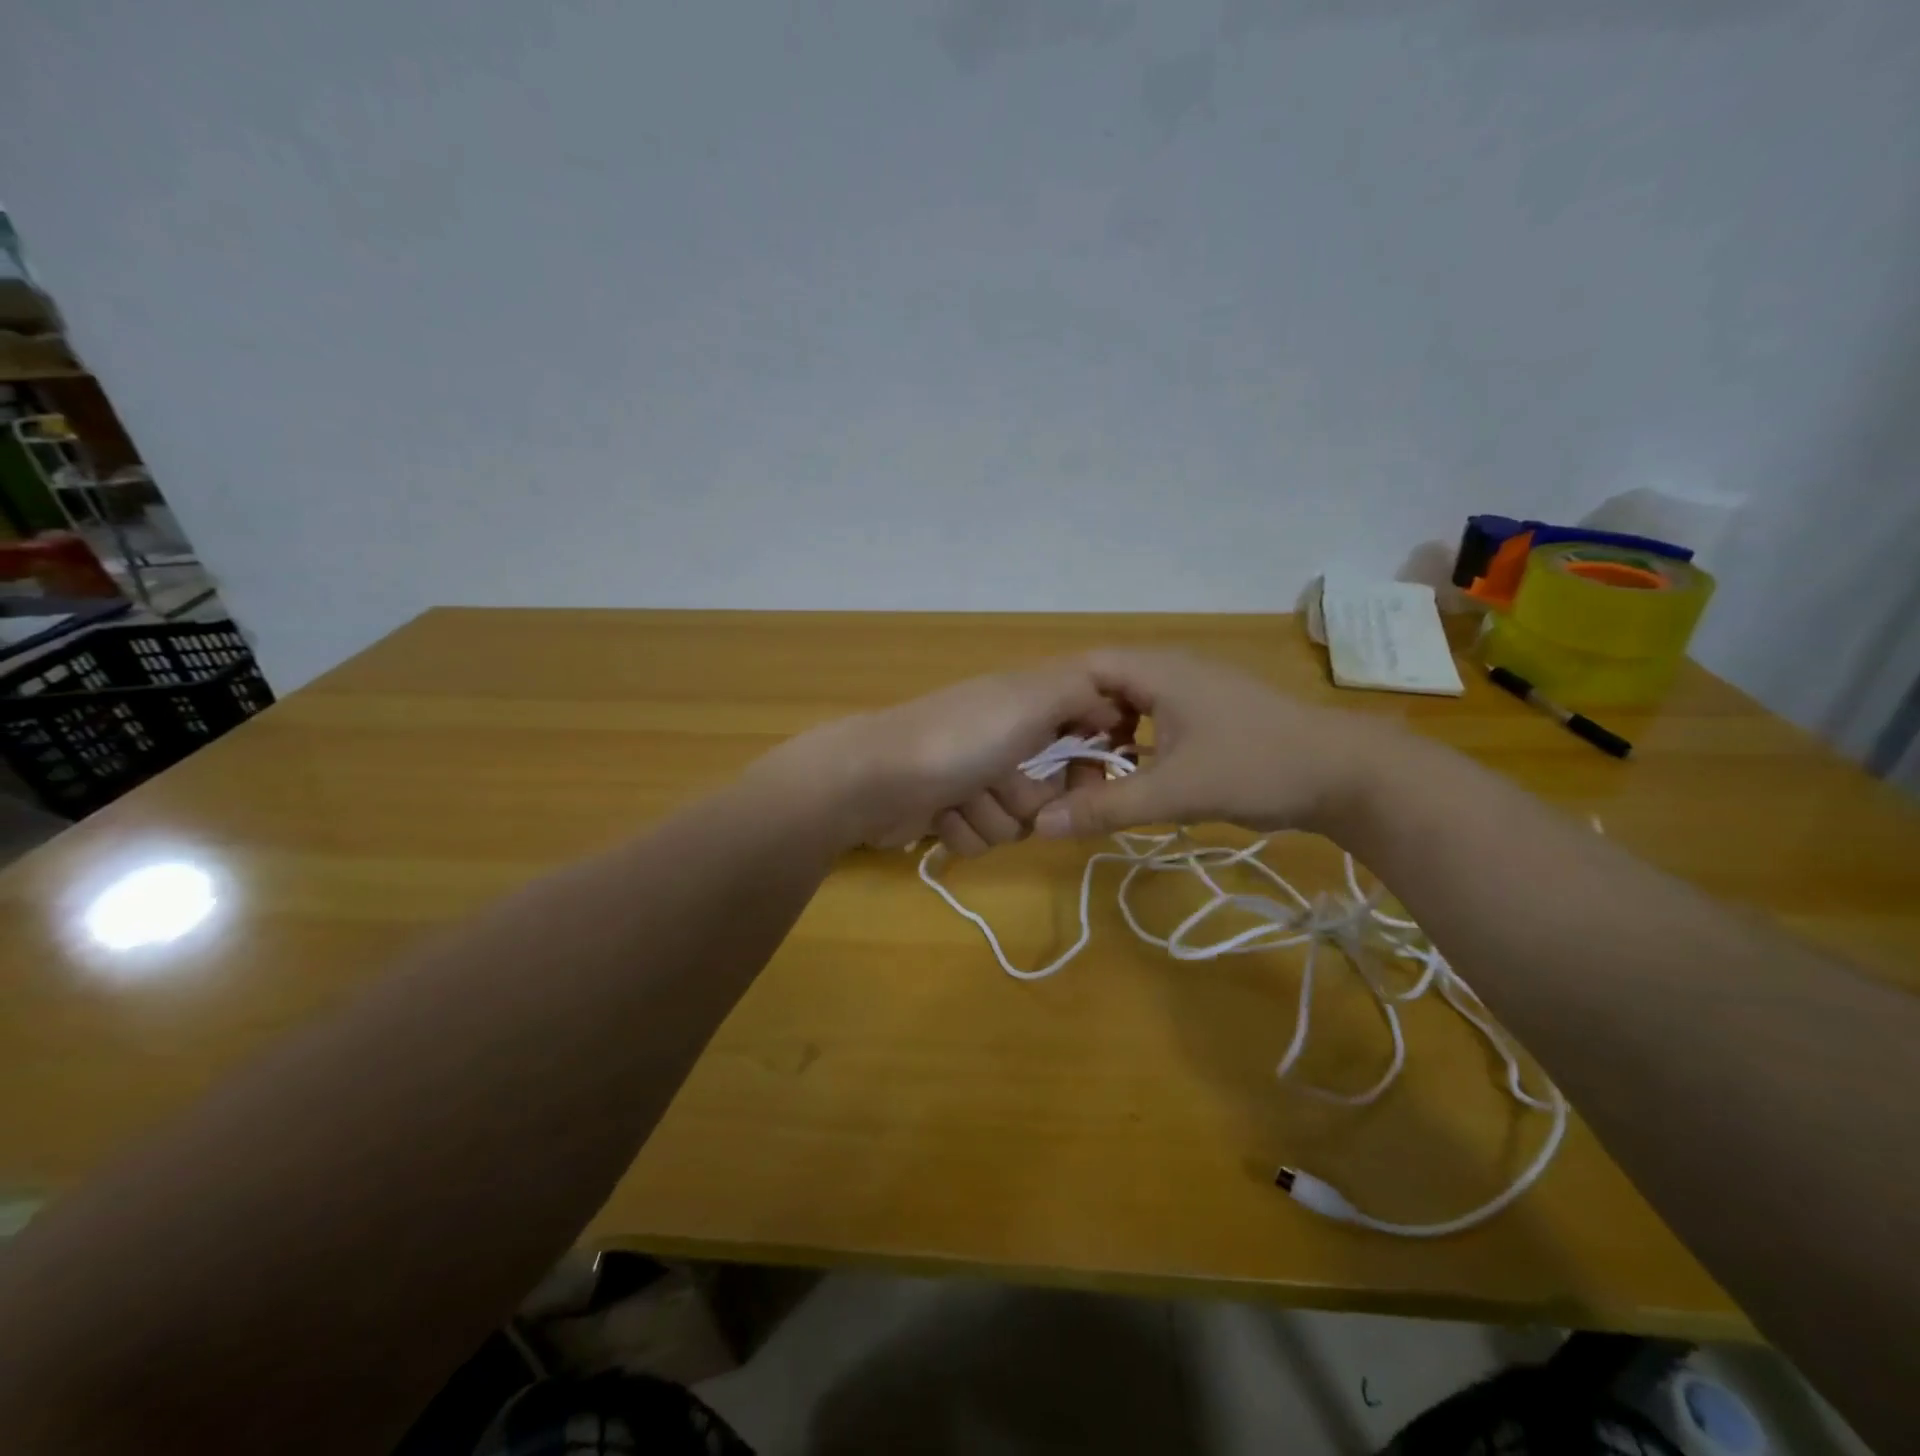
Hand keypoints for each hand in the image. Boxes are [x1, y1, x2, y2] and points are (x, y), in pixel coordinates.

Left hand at [752, 660, 1130, 852]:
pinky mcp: (951, 812)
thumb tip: (1114, 701)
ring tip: (960, 797)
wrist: (873, 780)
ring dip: (990, 816)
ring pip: (1017, 821)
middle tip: (1001, 781)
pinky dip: (962, 830)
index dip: (1089, 760)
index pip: (1085, 734)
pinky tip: (939, 815)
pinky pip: (982, 838)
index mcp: (1027, 706)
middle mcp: (1006, 740)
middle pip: (1053, 791)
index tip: (1087, 772)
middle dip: (1029, 797)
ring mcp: (976, 778)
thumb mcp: (1029, 700)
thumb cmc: (959, 739)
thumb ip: (1081, 692)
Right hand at [1031, 650, 1389, 838]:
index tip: (1031, 741)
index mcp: (1158, 671)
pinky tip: (1134, 775)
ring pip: (1132, 704)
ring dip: (1108, 736)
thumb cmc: (1256, 768)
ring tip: (1088, 774)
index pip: (1084, 667)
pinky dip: (1136, 743)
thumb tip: (1041, 825)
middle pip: (1104, 685)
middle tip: (1054, 765)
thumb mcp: (1174, 792)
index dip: (1053, 700)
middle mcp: (1173, 669)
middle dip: (1077, 724)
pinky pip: (1156, 717)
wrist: (1348, 773)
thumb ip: (1105, 808)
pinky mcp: (1213, 712)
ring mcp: (1196, 689)